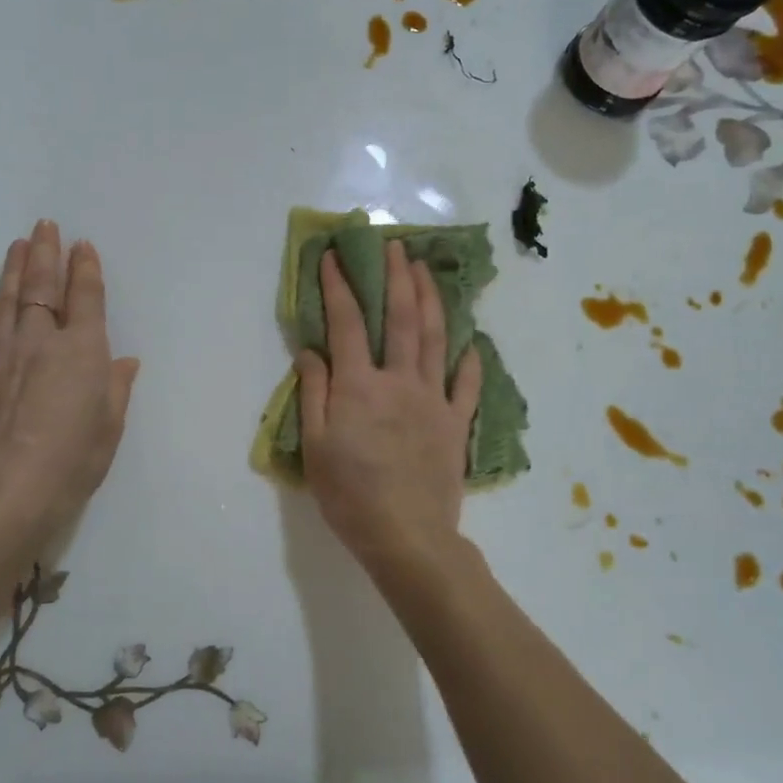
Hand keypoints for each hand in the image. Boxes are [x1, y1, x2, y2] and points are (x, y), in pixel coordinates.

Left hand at [0, 220, 139, 546]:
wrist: (6, 489)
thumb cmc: (72, 460)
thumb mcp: (109, 426)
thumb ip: (116, 388)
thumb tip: (124, 362)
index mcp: (82, 350)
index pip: (86, 297)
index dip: (85, 269)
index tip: (82, 246)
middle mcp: (40, 340)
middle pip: (42, 286)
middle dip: (46, 253)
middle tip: (45, 227)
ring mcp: (1, 353)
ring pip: (8, 299)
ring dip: (15, 269)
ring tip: (19, 245)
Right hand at [295, 242, 481, 573]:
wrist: (406, 536)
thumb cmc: (350, 495)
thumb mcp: (314, 447)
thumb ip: (314, 393)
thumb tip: (311, 351)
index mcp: (359, 386)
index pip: (347, 323)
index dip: (339, 286)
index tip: (334, 256)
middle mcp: (399, 381)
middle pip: (401, 318)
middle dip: (396, 277)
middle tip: (394, 245)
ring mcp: (433, 400)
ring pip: (436, 339)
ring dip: (431, 299)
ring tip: (427, 270)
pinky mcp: (457, 423)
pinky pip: (466, 385)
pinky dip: (469, 361)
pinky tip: (472, 344)